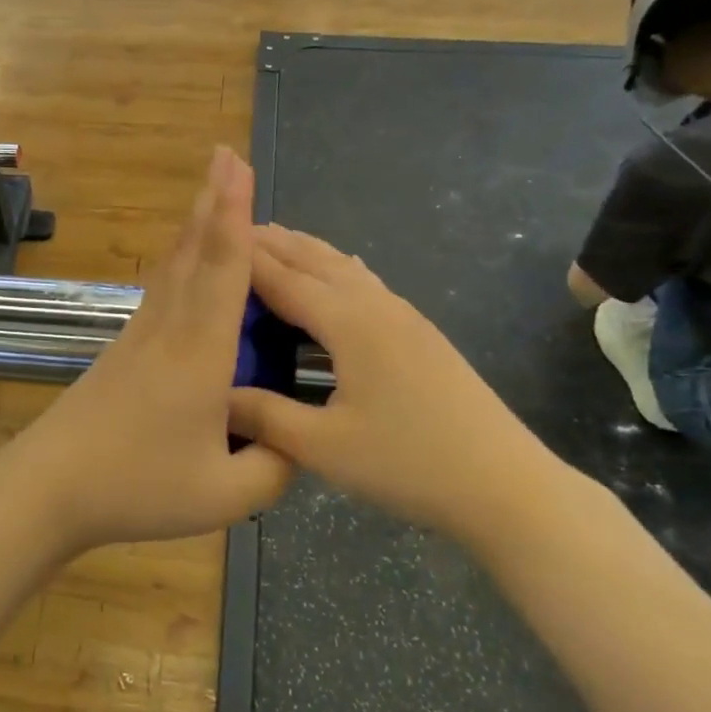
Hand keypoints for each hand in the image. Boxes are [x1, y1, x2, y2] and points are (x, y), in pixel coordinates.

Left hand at [0, 148, 292, 556]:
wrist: (48, 487)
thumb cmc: (136, 487)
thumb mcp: (224, 496)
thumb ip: (273, 468)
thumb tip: (296, 443)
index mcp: (199, 353)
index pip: (223, 271)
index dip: (234, 216)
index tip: (236, 166)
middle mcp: (168, 330)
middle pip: (193, 253)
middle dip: (213, 202)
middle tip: (225, 156)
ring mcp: (139, 338)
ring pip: (174, 268)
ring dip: (196, 226)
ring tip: (211, 195)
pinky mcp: (123, 351)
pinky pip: (162, 292)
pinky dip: (182, 263)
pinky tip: (186, 267)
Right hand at [228, 225, 570, 544]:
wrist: (505, 484)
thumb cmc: (409, 463)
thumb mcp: (324, 447)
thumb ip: (263, 416)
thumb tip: (213, 393)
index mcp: (348, 323)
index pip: (283, 278)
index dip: (243, 258)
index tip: (205, 237)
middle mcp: (375, 305)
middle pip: (315, 260)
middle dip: (273, 242)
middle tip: (230, 227)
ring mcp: (404, 316)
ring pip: (344, 267)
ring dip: (306, 250)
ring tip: (274, 240)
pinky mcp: (420, 333)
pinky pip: (366, 283)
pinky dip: (336, 268)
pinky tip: (340, 273)